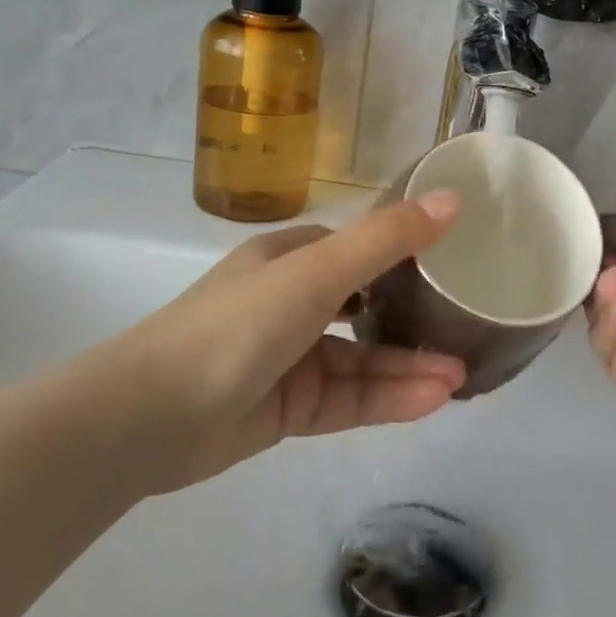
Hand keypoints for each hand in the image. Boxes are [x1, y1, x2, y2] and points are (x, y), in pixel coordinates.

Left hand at [65, 193, 466, 495]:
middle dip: (415, 320)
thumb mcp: (315, 273)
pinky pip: (347, 400)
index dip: (404, 253)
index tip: (454, 262)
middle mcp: (291, 304)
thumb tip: (454, 198)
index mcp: (290, 260)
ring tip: (461, 376)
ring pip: (361, 360)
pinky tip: (430, 401)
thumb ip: (386, 239)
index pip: (358, 249)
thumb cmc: (237, 325)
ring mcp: (290, 359)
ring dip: (408, 366)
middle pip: (367, 308)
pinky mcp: (288, 409)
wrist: (148, 418)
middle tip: (467, 330)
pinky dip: (386, 399)